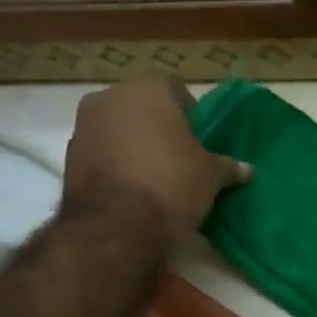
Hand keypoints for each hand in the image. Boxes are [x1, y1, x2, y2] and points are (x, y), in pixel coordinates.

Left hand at [62, 80, 247, 236]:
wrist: (117, 227)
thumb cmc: (172, 185)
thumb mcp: (212, 175)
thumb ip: (228, 166)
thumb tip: (248, 170)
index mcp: (148, 90)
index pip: (175, 88)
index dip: (190, 111)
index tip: (199, 137)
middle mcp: (110, 97)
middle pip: (142, 105)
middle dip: (159, 124)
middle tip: (179, 153)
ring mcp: (84, 125)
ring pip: (118, 126)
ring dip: (133, 142)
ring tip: (155, 172)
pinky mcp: (69, 156)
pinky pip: (101, 150)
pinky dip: (115, 161)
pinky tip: (133, 186)